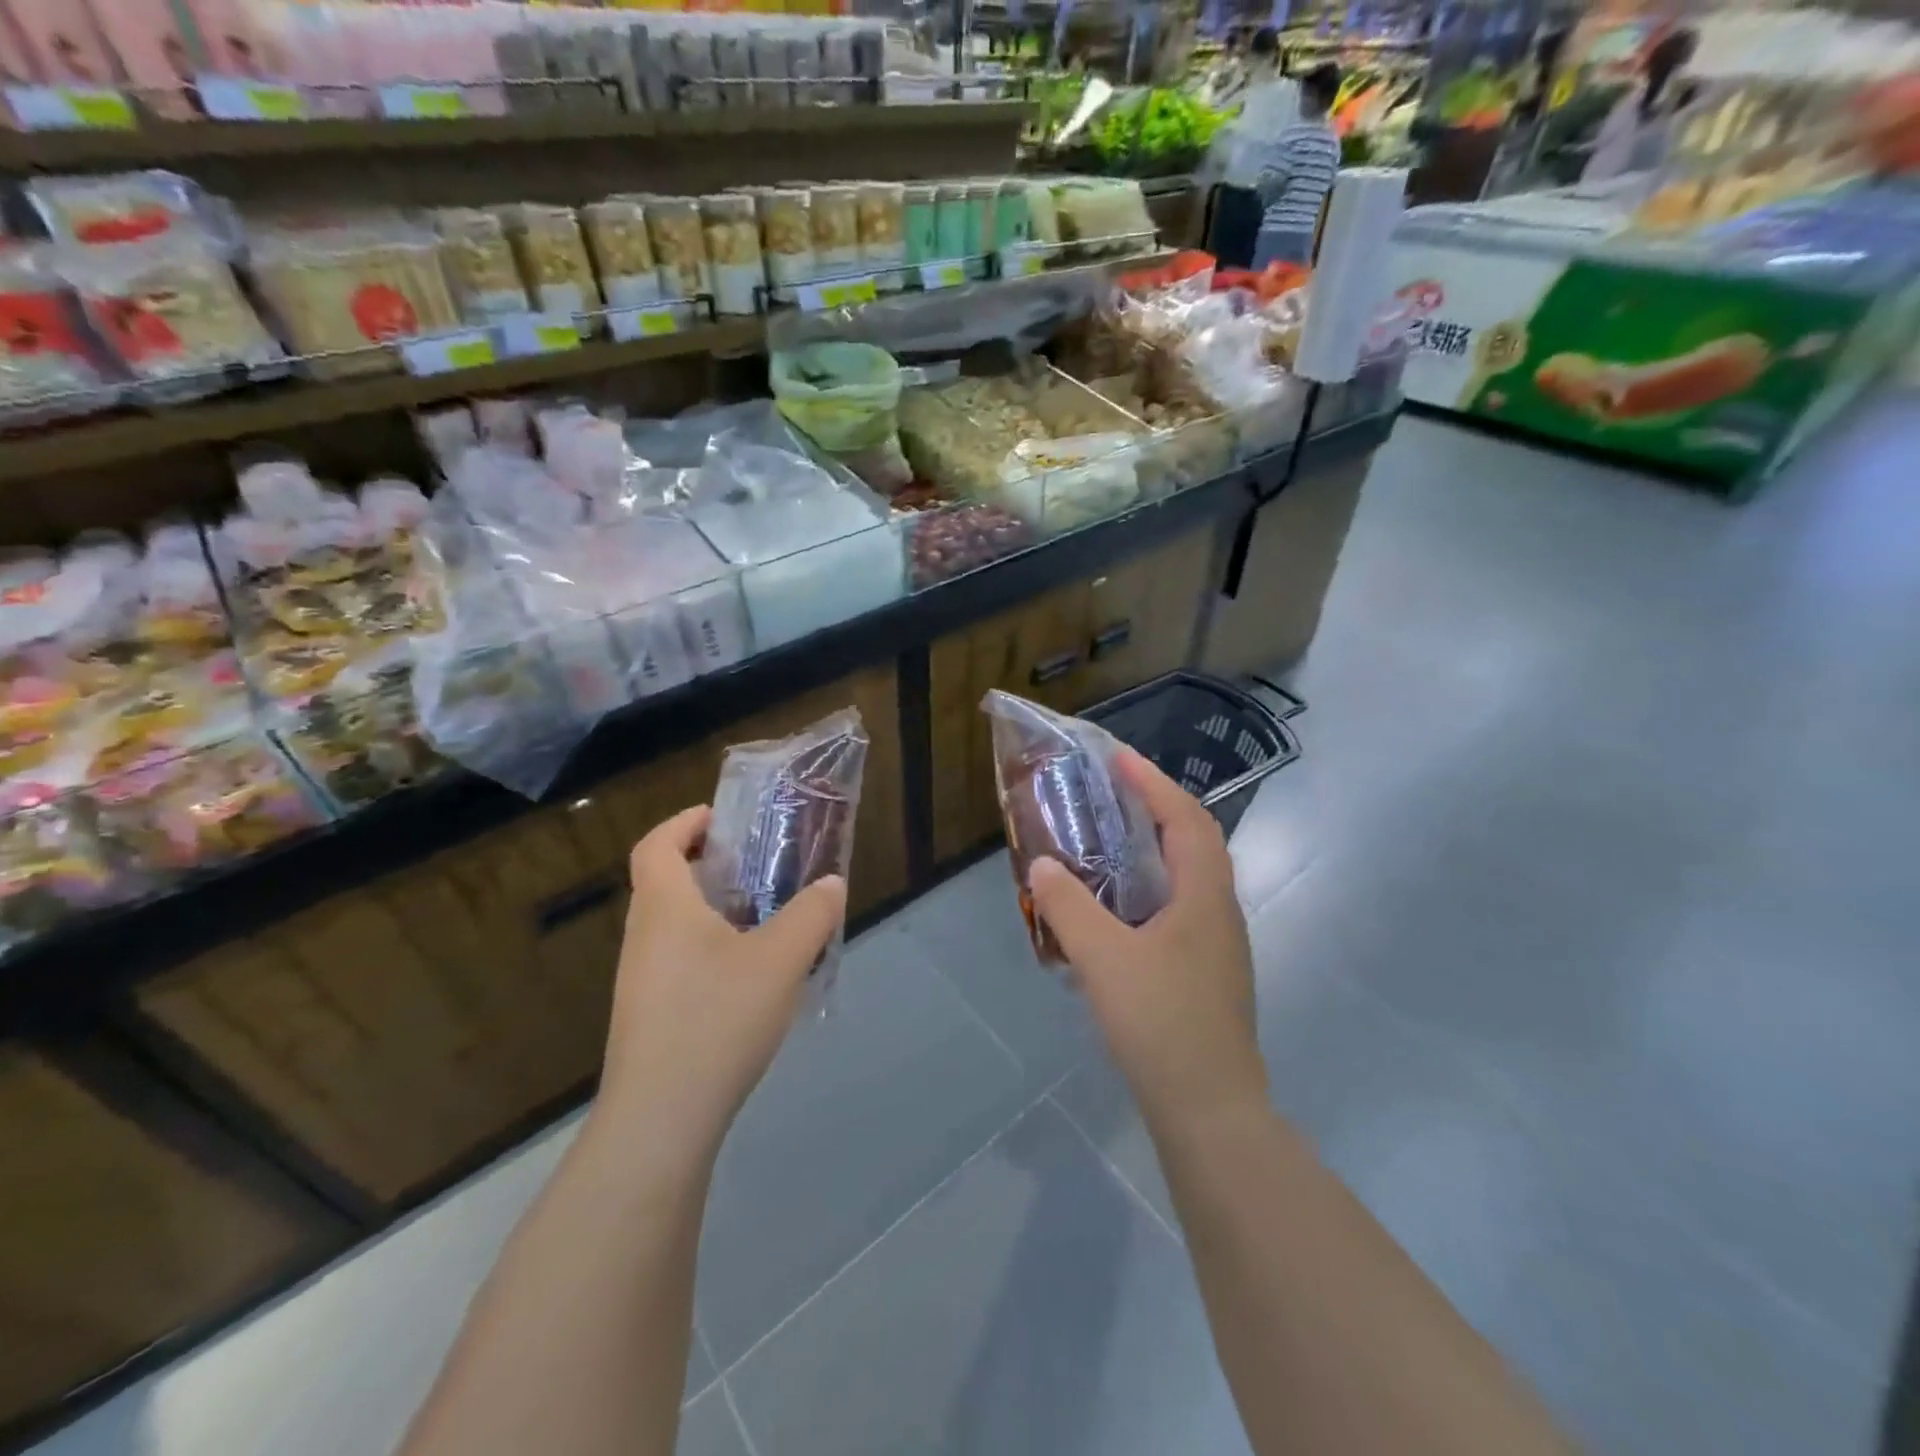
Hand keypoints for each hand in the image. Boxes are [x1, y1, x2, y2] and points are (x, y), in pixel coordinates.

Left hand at [596, 805, 846, 1164]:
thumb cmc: (717, 1020)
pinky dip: (709, 948)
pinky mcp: (648, 1015)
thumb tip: (832, 884)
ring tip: (763, 919)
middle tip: (757, 867)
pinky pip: (677, 960)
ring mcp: (640, 979)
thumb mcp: (781, 960)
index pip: (657, 844)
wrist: (661, 1119)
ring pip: (672, 925)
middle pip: (664, 881)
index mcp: (665, 908)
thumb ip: (812, 915)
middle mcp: (643, 936)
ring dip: (710, 909)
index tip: (723, 820)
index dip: (685, 822)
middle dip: (707, 865)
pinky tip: (749, 978)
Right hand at [1028, 750, 1266, 1131]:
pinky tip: (1120, 909)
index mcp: (1204, 896)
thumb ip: (1068, 907)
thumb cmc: (1160, 1023)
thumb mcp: (1102, 959)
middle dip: (1158, 807)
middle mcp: (1220, 912)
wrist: (1209, 1110)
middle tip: (1114, 792)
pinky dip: (1153, 887)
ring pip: (1190, 876)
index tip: (1119, 758)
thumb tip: (1042, 864)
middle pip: (1196, 841)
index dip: (1154, 783)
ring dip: (1157, 847)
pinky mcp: (1207, 973)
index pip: (1186, 818)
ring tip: (1114, 839)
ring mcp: (1218, 945)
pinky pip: (1181, 907)